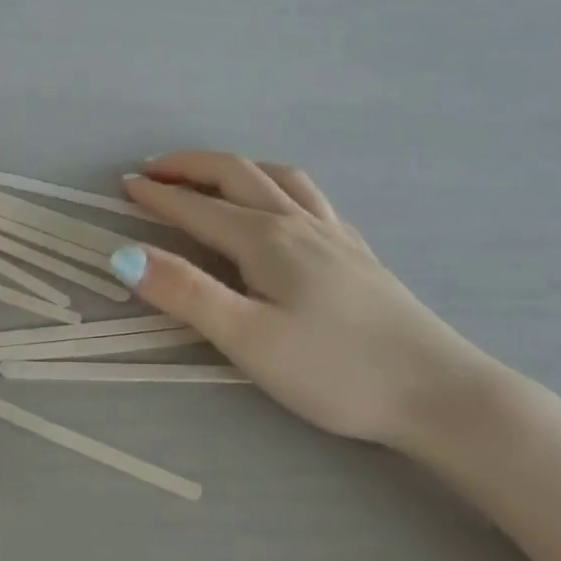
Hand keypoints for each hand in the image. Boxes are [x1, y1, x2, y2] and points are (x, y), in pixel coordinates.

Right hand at [116, 152, 497, 453]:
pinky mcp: (357, 254)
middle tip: (154, 170)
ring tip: (212, 176)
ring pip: (279, 178)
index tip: (124, 185)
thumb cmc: (334, 370)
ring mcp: (335, 235)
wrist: (438, 392)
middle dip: (191, 167)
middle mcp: (299, 224)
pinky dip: (278, 185)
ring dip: (236, 168)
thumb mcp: (247, 338)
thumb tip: (123, 255)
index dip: (158, 196)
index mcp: (266, 240)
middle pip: (238, 175)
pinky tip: (283, 206)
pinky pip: (311, 198)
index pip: (198, 208)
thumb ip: (185, 293)